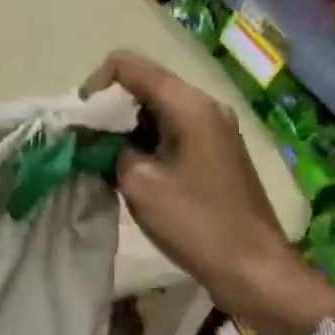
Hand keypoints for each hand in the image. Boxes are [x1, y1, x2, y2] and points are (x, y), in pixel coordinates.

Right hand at [83, 51, 334, 334]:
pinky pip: (171, 129)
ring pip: (155, 109)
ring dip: (125, 128)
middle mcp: (204, 105)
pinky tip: (133, 172)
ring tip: (106, 160)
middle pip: (143, 85)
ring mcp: (213, 128)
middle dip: (109, 109)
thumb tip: (95, 138)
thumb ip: (108, 148)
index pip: (128, 66)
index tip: (82, 121)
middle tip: (87, 144)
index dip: (95, 85)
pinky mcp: (215, 150)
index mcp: (187, 104)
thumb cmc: (194, 222)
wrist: (253, 268)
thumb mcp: (137, 183)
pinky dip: (145, 141)